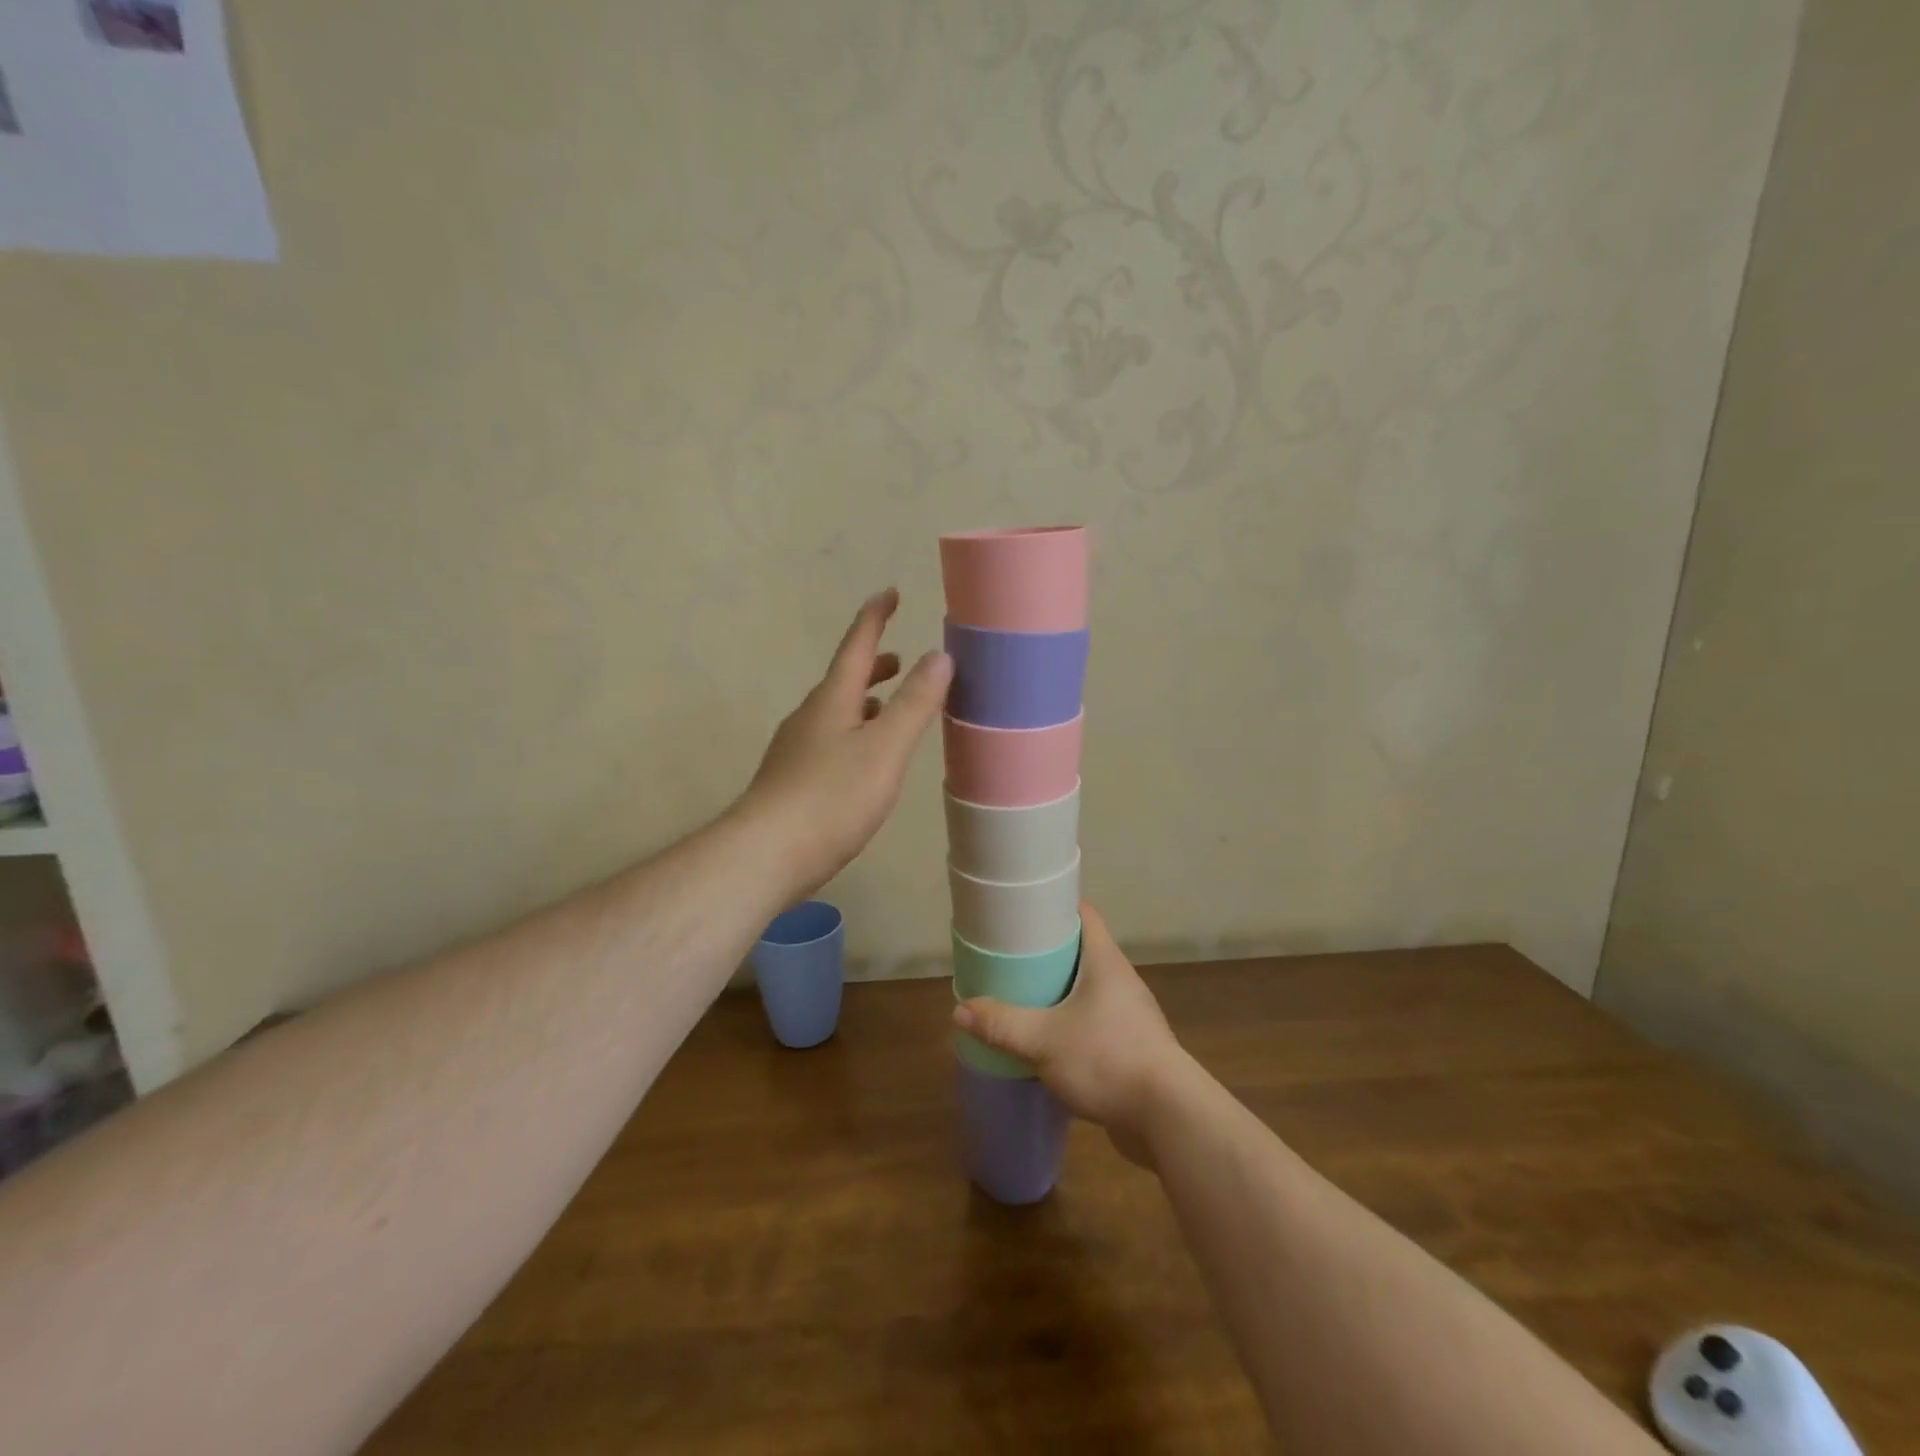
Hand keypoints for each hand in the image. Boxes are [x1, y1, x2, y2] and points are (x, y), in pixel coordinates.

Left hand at [739, 589, 952, 900]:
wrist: (766, 854)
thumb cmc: (831, 797)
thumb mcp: (884, 748)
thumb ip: (914, 703)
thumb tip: (939, 655)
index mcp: (832, 700)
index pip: (857, 646)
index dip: (875, 617)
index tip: (890, 593)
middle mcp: (810, 716)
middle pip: (844, 679)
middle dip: (873, 665)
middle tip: (899, 660)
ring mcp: (796, 749)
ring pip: (836, 712)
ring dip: (864, 702)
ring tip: (887, 709)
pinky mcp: (792, 780)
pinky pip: (829, 740)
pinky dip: (853, 733)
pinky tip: (862, 760)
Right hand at [953, 902, 1189, 1164]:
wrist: (1168, 1117)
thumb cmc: (1107, 1059)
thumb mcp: (1044, 1041)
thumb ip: (1002, 1025)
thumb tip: (961, 1010)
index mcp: (1105, 961)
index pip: (1083, 914)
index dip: (1054, 906)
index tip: (1023, 911)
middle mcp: (1121, 980)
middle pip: (1082, 950)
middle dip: (1047, 952)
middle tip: (1011, 957)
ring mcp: (1130, 1014)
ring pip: (1088, 989)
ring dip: (1059, 991)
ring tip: (1023, 998)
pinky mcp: (1132, 1045)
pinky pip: (1095, 1021)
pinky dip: (1072, 1023)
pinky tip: (1049, 1041)